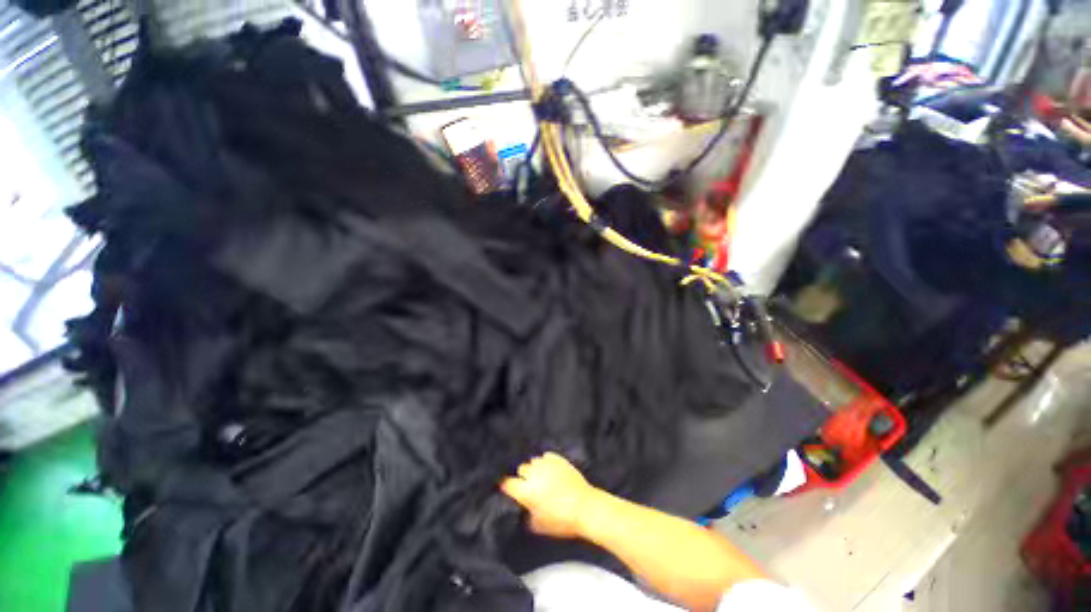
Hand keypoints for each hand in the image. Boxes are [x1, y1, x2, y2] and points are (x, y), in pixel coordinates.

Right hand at [501, 452, 597, 538]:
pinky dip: (545, 462)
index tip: (505, 487)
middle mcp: (534, 474)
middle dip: (522, 476)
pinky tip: (548, 469)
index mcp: (527, 491)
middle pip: (521, 469)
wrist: (585, 507)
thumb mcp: (538, 525)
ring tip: (539, 476)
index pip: (507, 483)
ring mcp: (547, 464)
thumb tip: (523, 507)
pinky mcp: (558, 459)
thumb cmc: (561, 521)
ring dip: (534, 468)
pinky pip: (546, 456)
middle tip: (527, 485)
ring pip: (533, 461)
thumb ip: (526, 513)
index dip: (505, 485)